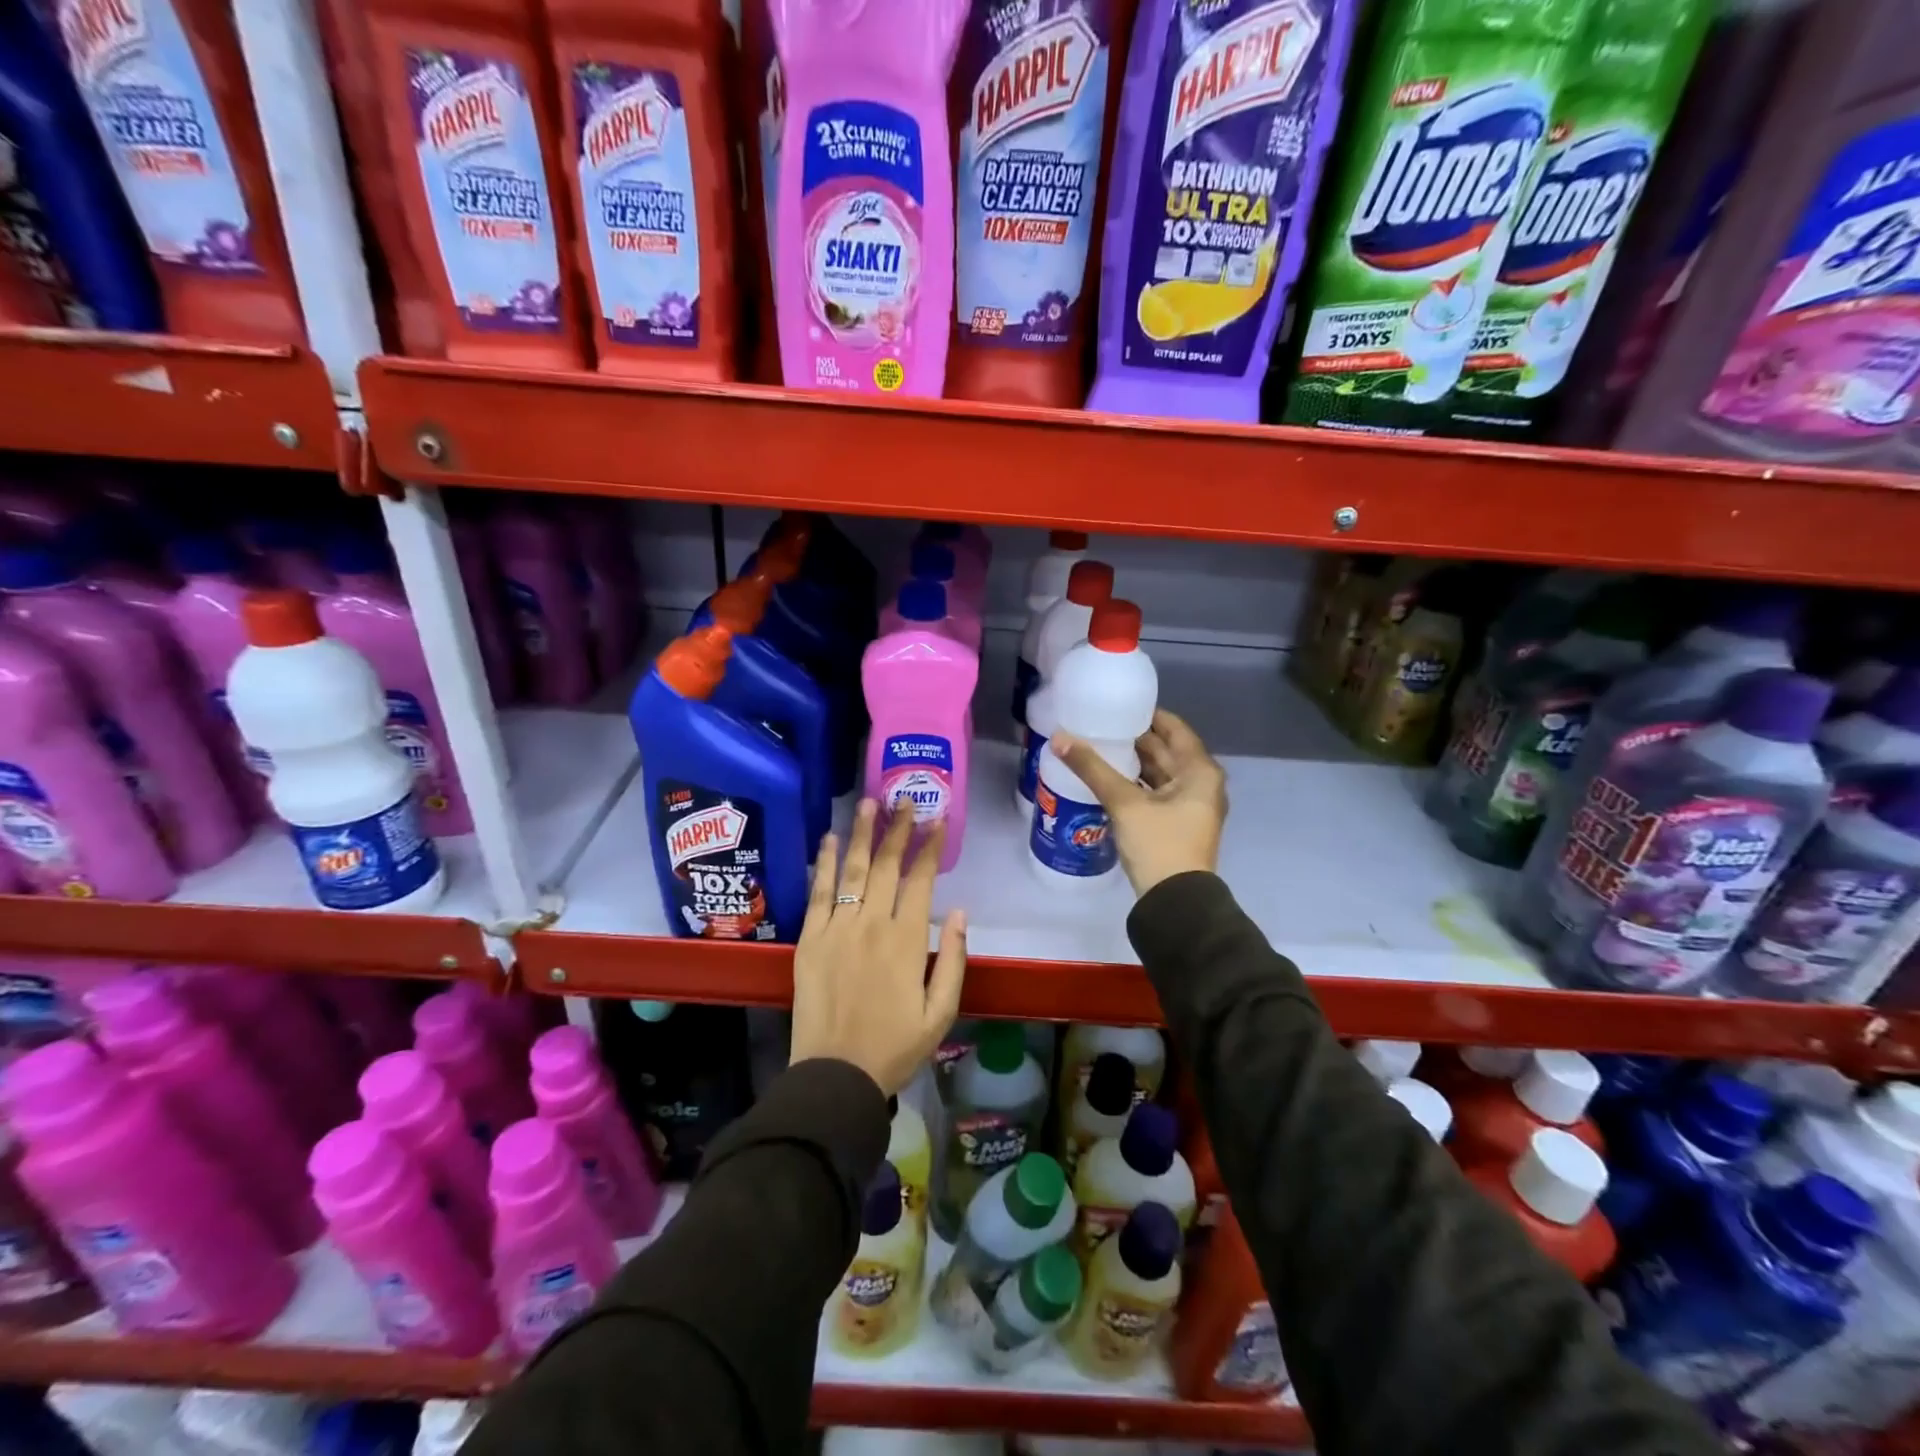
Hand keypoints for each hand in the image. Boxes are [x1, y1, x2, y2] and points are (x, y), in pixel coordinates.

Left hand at [789, 800, 967, 1095]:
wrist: (836, 1075)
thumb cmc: (895, 1047)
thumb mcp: (941, 1013)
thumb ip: (952, 959)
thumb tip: (959, 912)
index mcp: (906, 941)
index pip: (920, 880)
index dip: (930, 847)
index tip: (939, 819)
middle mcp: (871, 924)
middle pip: (885, 866)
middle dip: (898, 829)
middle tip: (905, 800)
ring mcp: (836, 929)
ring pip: (851, 871)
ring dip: (861, 834)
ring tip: (868, 803)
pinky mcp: (810, 939)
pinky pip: (818, 893)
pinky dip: (823, 863)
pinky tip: (829, 839)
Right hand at [1053, 709, 1227, 896]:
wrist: (1176, 903)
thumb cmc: (1158, 844)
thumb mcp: (1124, 803)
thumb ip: (1092, 769)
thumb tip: (1059, 737)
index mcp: (1200, 771)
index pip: (1174, 729)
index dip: (1148, 715)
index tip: (1119, 705)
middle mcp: (1201, 784)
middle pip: (1167, 751)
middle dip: (1136, 739)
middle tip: (1101, 724)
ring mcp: (1191, 806)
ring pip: (1160, 773)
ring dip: (1134, 762)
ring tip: (1100, 747)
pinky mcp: (1177, 824)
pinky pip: (1156, 792)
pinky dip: (1136, 783)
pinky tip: (1110, 779)